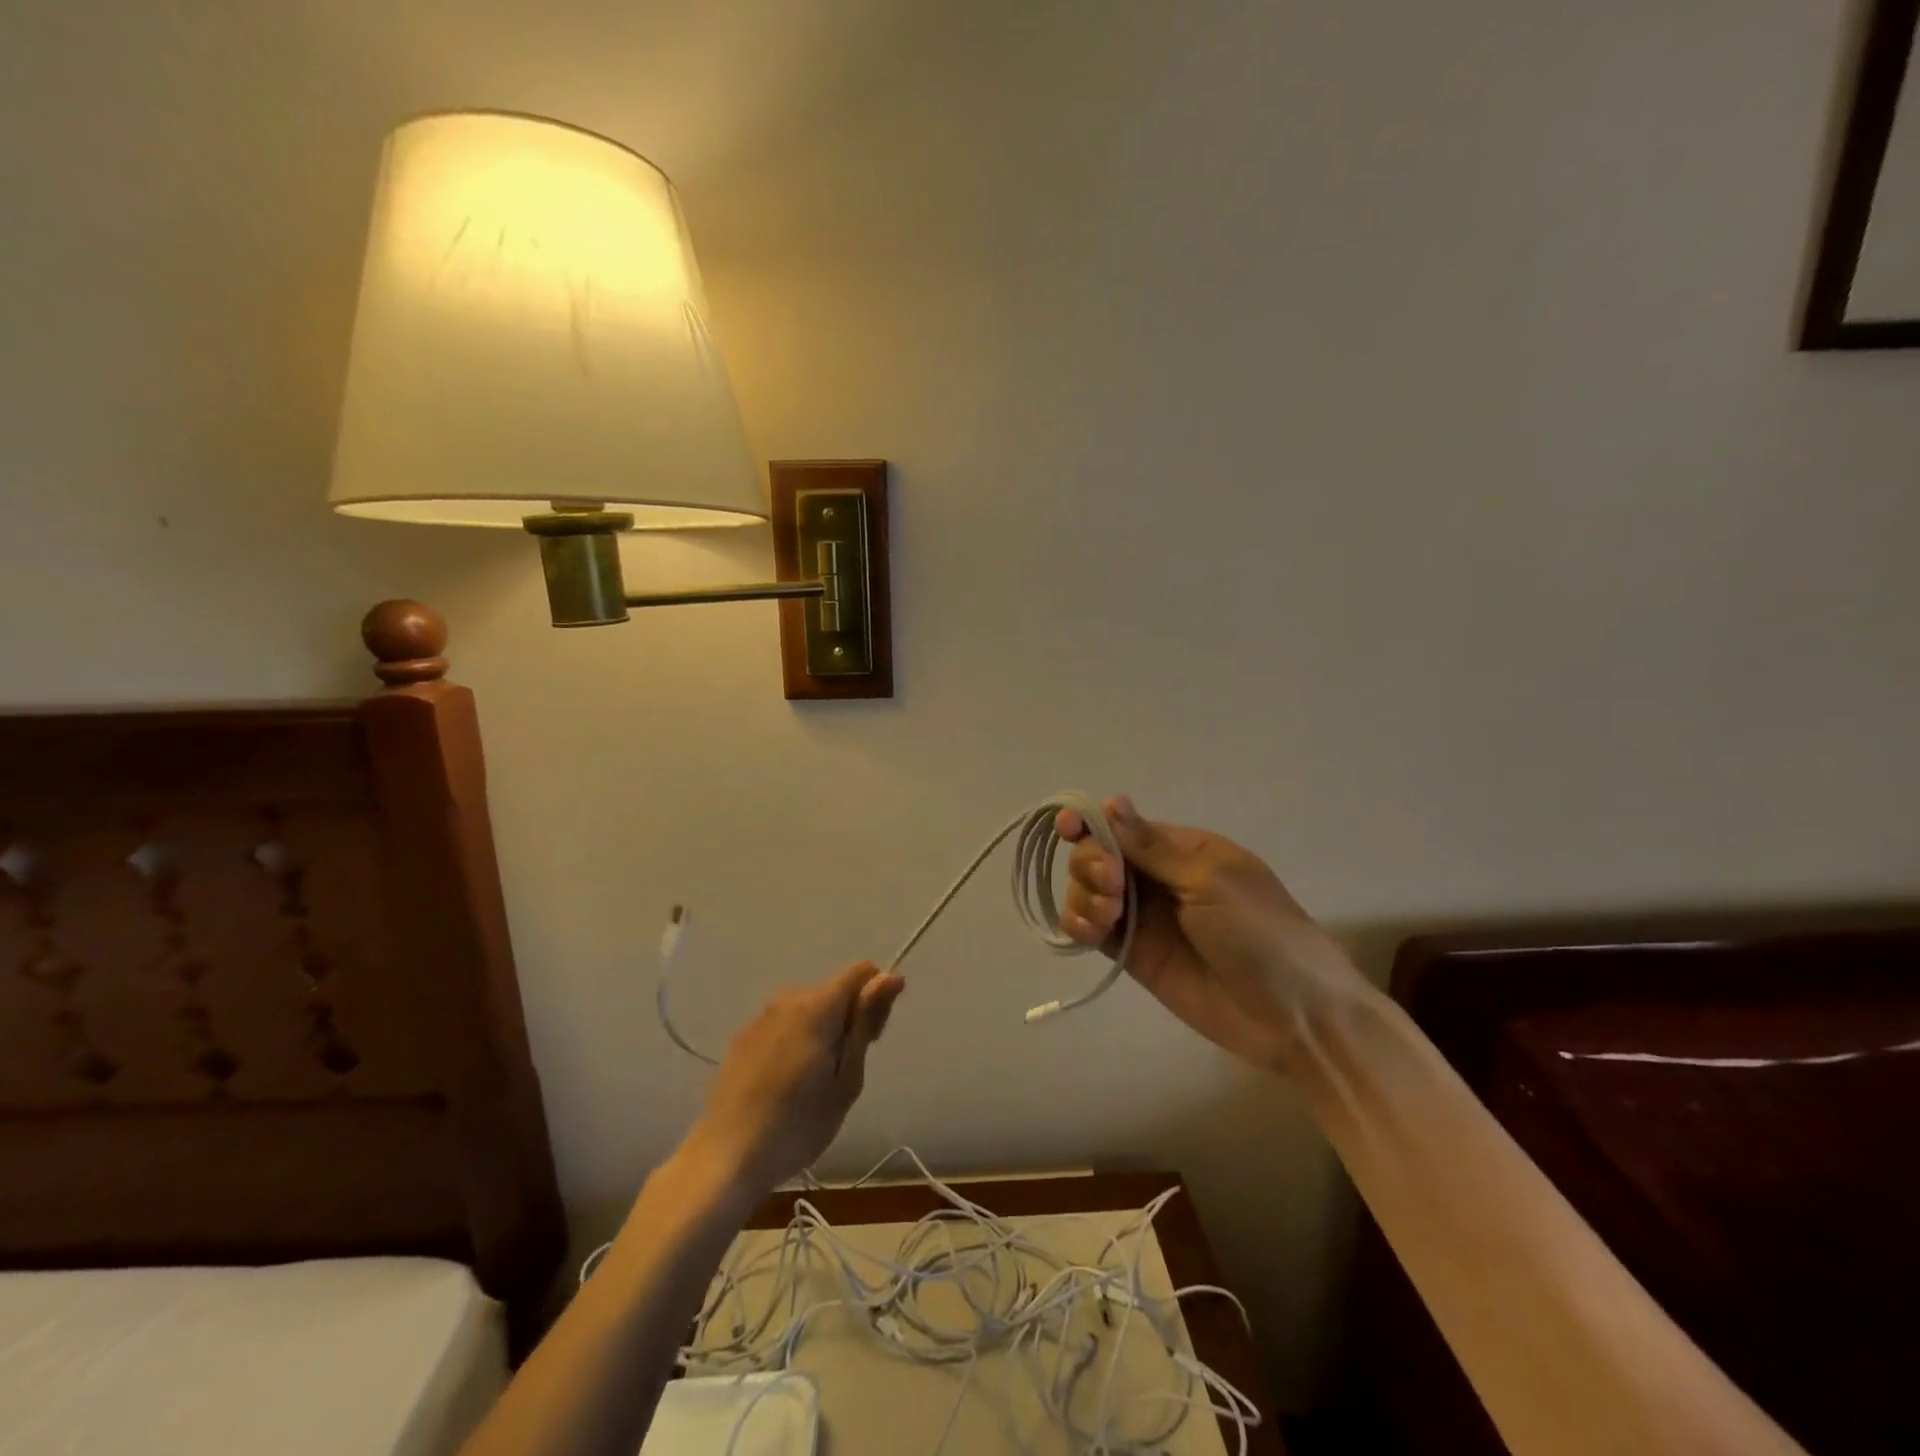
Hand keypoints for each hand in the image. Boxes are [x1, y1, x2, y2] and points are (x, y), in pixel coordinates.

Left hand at [684, 962, 904, 1198]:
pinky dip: (794, 1041)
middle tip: (842, 1074)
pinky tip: (783, 1084)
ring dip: (821, 1031)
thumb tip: (891, 976)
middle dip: (848, 1018)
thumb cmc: (798, 1125)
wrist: (725, 1158)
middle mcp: (788, 998)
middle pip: (834, 990)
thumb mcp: (847, 1079)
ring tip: (812, 1084)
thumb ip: (867, 1022)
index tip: (870, 1041)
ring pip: (808, 1008)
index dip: (875, 999)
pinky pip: (783, 1025)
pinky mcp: (742, 1037)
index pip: (862, 971)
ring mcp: (760, 1016)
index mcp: (818, 1004)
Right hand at [1058, 797, 1368, 1070]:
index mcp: (1182, 849)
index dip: (1091, 823)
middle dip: (1092, 863)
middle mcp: (1157, 877)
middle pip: (1098, 855)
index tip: (1070, 828)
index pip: (1123, 825)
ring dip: (1084, 895)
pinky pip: (1092, 929)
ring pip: (1088, 890)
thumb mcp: (1211, 880)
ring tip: (1109, 916)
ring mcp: (1143, 916)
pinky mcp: (1133, 953)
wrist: (1293, 1016)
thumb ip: (1153, 847)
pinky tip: (1090, 931)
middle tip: (1111, 885)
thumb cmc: (1262, 934)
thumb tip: (1110, 802)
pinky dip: (1079, 924)